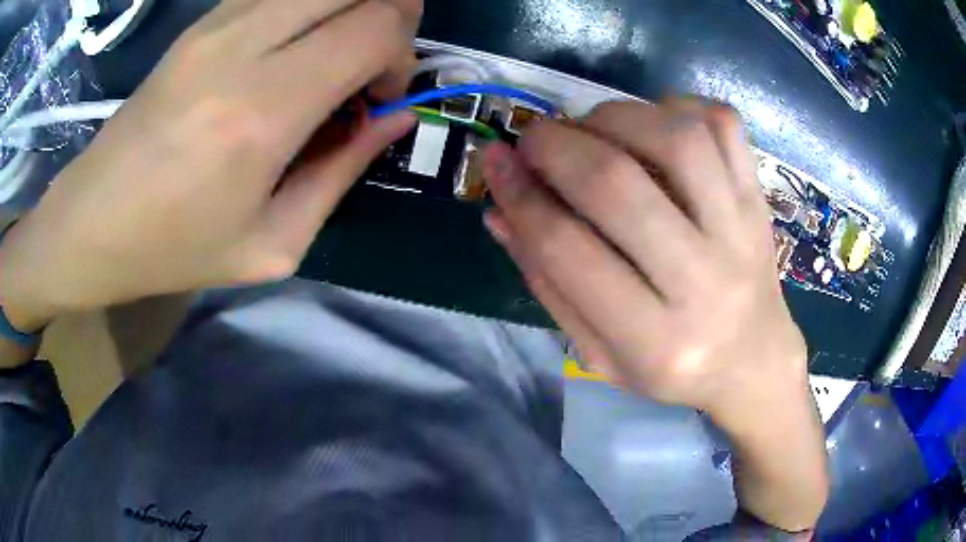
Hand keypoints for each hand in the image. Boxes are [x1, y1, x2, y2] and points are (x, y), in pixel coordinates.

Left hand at [0, 0, 422, 330]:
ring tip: (335, 52)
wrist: (91, 222)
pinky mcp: (200, 21)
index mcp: (262, 111)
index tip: (380, 95)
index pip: (375, 27)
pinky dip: (307, 7)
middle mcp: (242, 45)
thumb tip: (394, 118)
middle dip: (389, 13)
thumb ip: (342, 171)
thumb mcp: (271, 243)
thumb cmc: (173, 248)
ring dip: (348, 7)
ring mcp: (216, 23)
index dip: (401, 53)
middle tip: (373, 60)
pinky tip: (292, 46)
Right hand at [482, 98, 827, 529]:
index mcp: (654, 341)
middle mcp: (704, 283)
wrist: (755, 361)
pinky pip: (722, 124)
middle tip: (534, 139)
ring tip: (593, 128)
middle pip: (619, 185)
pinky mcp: (759, 199)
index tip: (494, 162)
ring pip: (676, 138)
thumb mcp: (599, 354)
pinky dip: (677, 105)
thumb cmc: (673, 367)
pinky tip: (653, 123)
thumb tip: (499, 211)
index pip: (567, 251)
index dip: (519, 196)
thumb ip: (549, 285)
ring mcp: (742, 232)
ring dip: (615, 116)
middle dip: (557, 146)